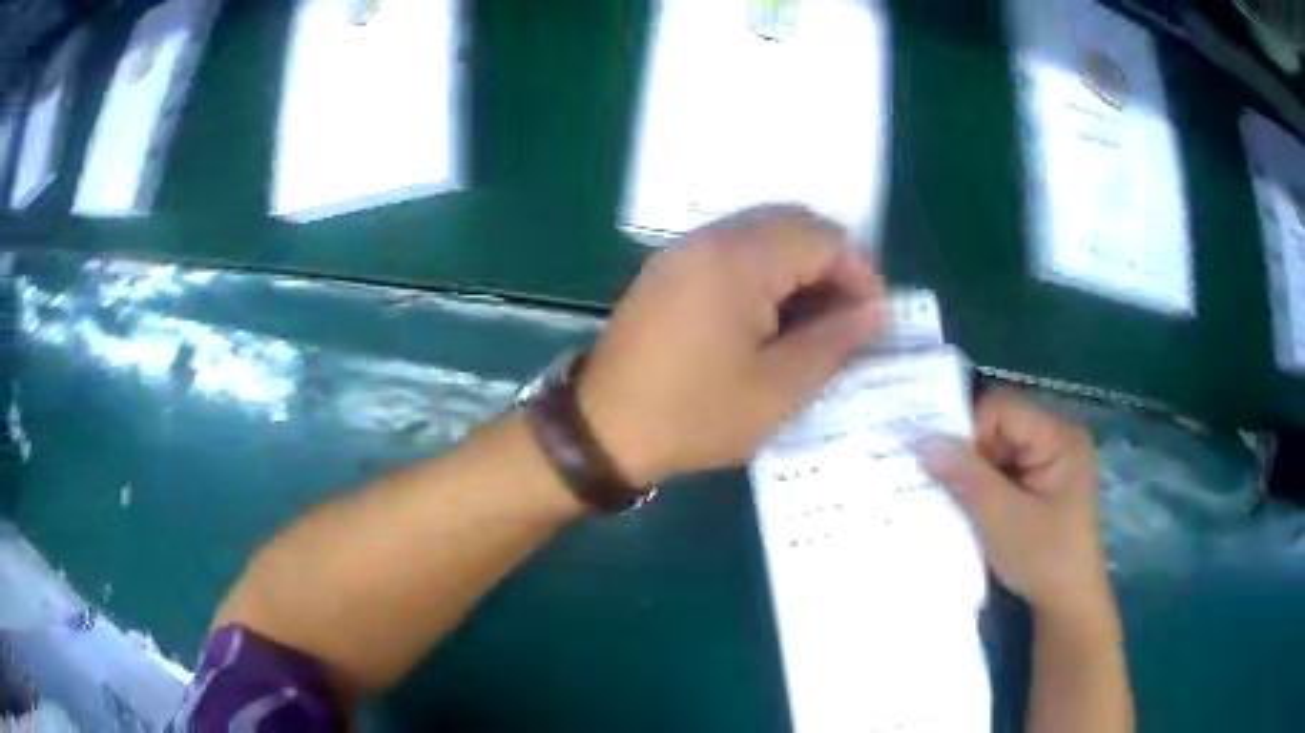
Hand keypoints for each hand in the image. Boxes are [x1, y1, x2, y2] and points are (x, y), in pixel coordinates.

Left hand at [579, 206, 883, 484]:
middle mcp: (709, 238)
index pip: (822, 237)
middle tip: (848, 316)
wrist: (602, 429)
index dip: (859, 272)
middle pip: (793, 223)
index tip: (873, 318)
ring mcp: (684, 249)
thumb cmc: (695, 415)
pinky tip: (773, 314)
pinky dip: (766, 270)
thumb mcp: (778, 391)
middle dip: (832, 263)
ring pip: (763, 233)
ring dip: (799, 265)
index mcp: (738, 260)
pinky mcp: (670, 268)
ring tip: (816, 319)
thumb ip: (833, 342)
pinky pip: (732, 248)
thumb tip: (873, 311)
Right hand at [917, 391, 1111, 619]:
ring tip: (960, 504)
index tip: (947, 472)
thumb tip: (921, 440)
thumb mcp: (1001, 519)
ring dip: (975, 474)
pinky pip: (1005, 468)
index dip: (970, 433)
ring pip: (998, 449)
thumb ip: (965, 476)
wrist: (1067, 603)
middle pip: (1000, 426)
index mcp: (1059, 436)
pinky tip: (976, 510)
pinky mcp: (1043, 480)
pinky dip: (985, 485)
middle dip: (971, 456)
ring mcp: (1051, 459)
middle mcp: (1058, 437)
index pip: (1002, 409)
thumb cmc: (1044, 559)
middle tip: (950, 491)